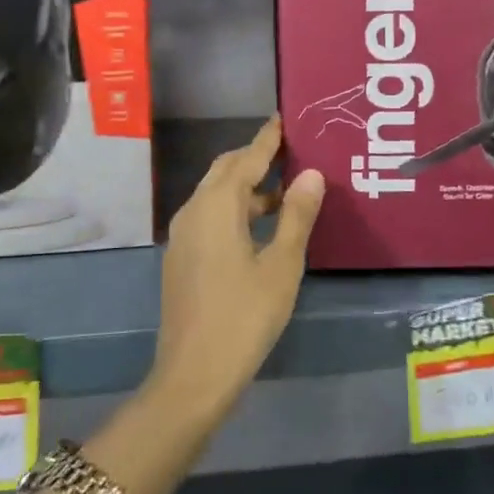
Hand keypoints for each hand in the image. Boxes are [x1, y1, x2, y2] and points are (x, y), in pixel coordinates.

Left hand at [148, 117, 325, 429]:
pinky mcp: (181, 257)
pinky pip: (210, 216)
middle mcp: (194, 211)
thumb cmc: (245, 316)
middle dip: (255, 159)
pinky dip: (235, 209)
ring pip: (216, 195)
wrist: (193, 375)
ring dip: (247, 187)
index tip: (283, 119)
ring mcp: (183, 235)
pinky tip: (259, 227)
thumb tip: (312, 175)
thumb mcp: (281, 265)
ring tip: (285, 190)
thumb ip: (296, 216)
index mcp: (217, 206)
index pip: (246, 158)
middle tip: (290, 152)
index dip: (267, 139)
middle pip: (225, 171)